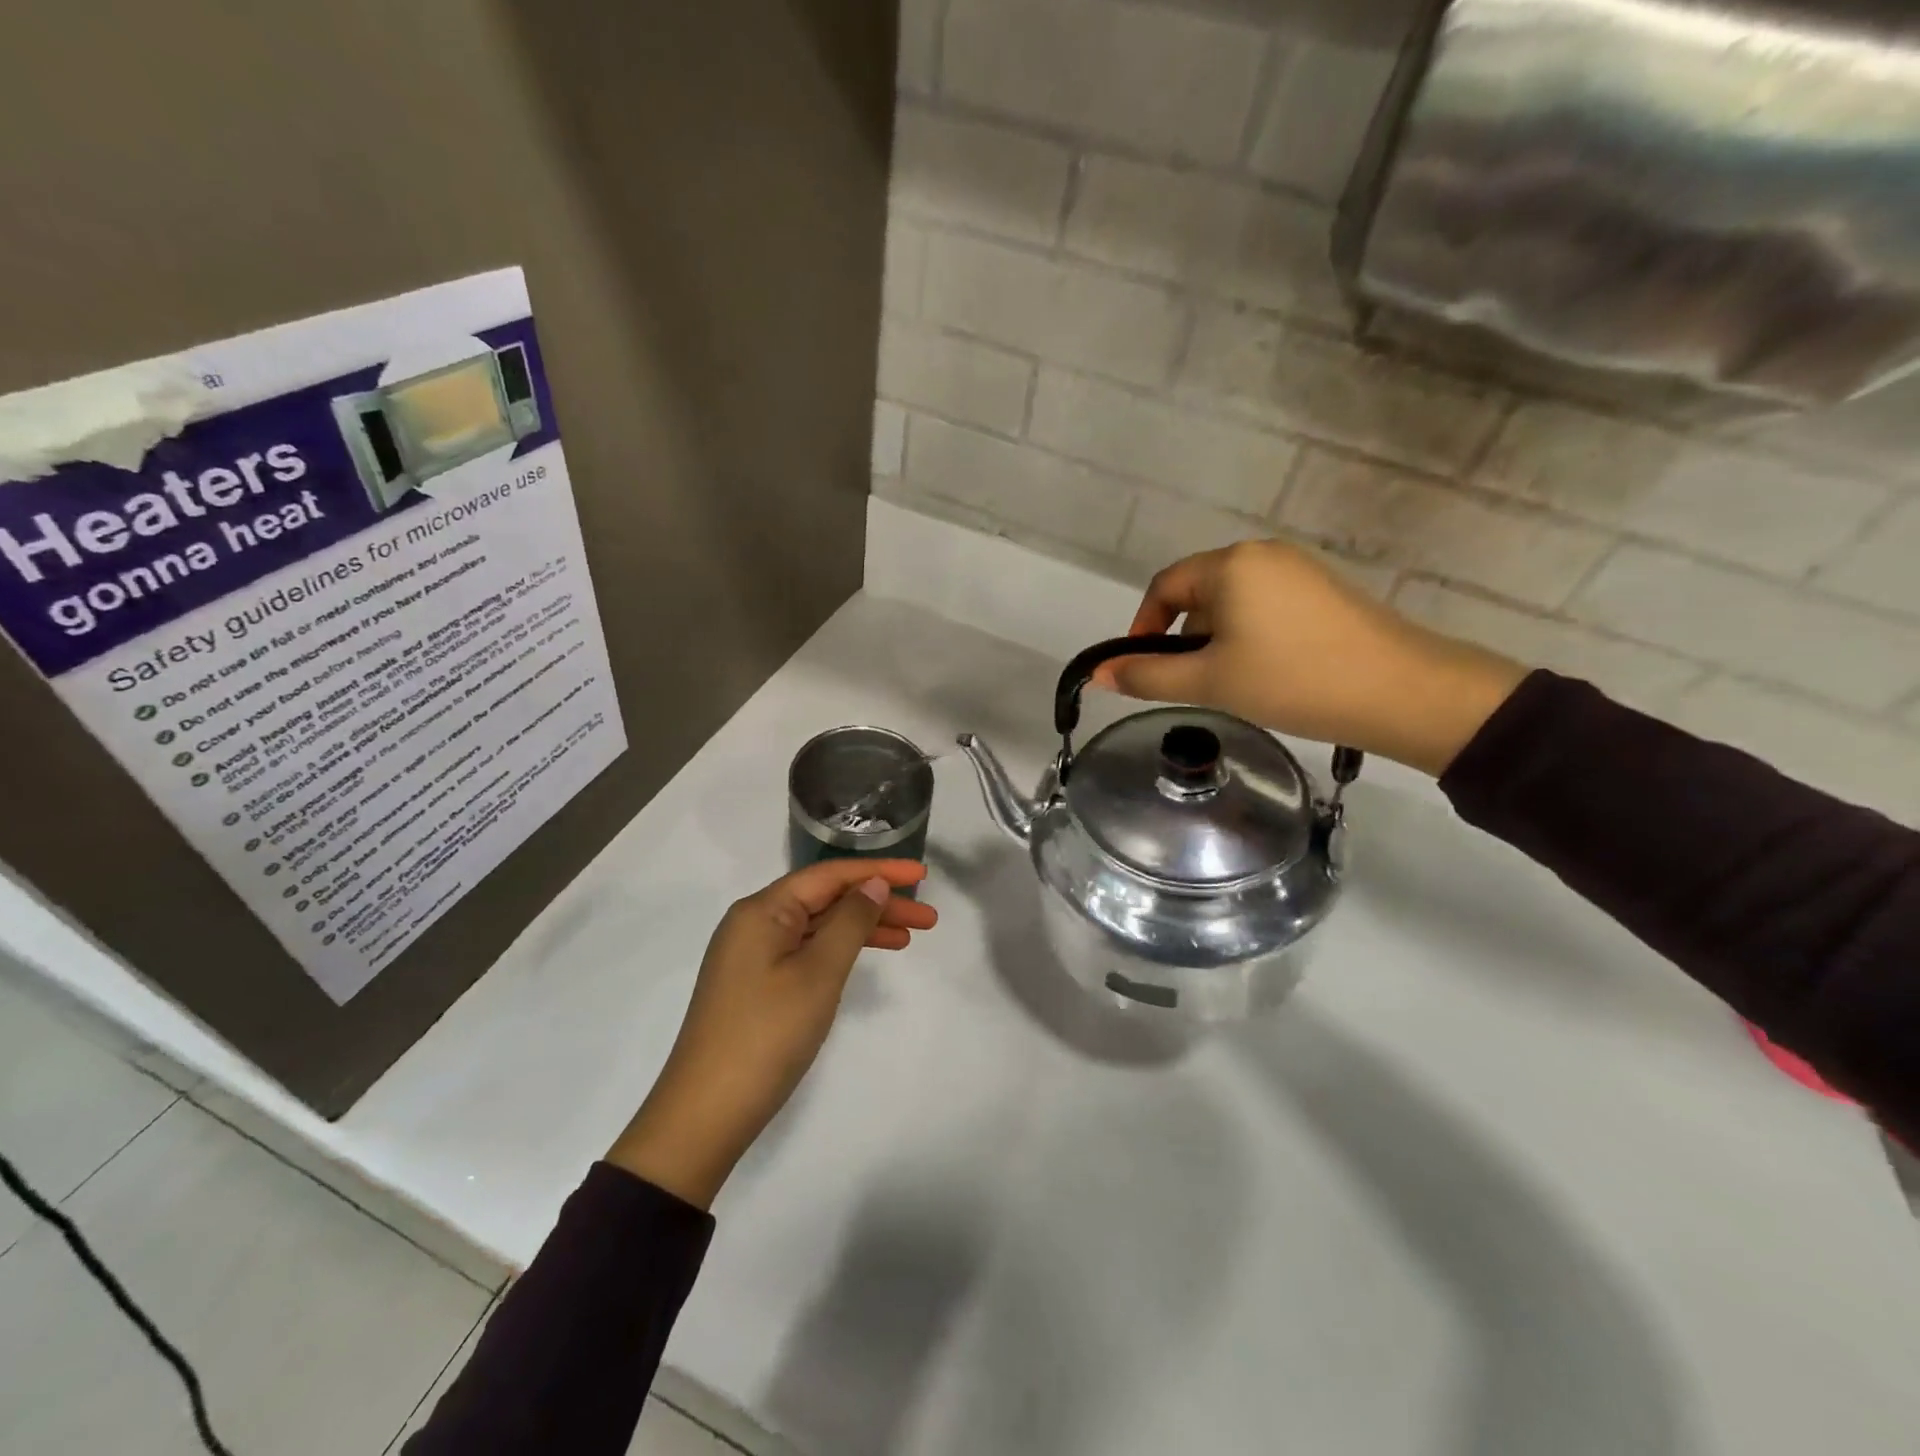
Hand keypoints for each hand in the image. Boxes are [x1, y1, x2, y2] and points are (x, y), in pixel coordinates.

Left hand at [606, 859, 936, 1207]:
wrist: (706, 1114)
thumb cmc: (767, 1035)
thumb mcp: (818, 973)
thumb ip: (850, 921)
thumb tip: (873, 884)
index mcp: (763, 910)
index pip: (830, 875)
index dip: (879, 870)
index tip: (923, 874)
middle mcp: (755, 922)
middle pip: (826, 898)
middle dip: (878, 903)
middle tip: (928, 918)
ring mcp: (753, 954)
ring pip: (819, 926)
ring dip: (864, 928)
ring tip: (910, 938)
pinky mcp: (756, 983)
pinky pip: (806, 950)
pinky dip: (840, 951)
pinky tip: (867, 958)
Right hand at [1092, 540, 1527, 775]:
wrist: (1400, 691)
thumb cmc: (1291, 680)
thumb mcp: (1209, 682)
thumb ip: (1147, 675)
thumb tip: (1098, 674)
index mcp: (1229, 565)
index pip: (1164, 587)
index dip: (1143, 628)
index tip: (1144, 668)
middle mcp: (1261, 553)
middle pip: (1198, 593)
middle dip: (1184, 638)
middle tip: (1194, 684)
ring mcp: (1298, 569)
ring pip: (1232, 603)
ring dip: (1217, 640)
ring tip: (1234, 683)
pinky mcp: (1323, 589)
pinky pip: (1264, 606)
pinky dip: (1250, 636)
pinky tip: (1269, 671)